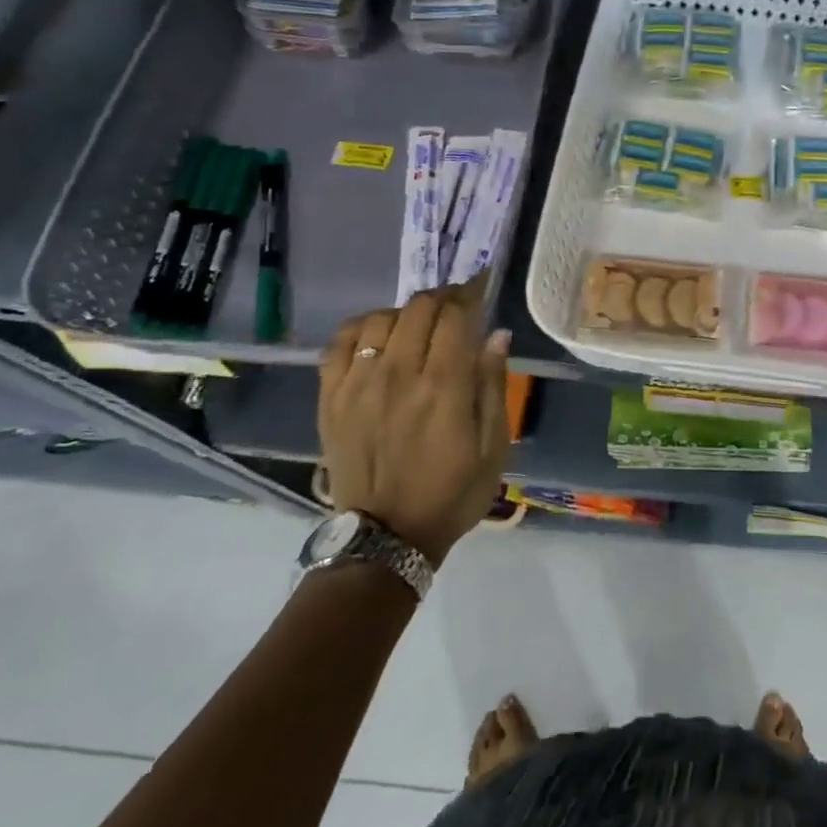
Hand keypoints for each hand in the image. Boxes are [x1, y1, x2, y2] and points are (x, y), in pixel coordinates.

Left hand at [317, 282, 511, 565]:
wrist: (386, 537)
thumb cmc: (453, 492)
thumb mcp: (493, 446)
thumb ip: (493, 385)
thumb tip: (496, 335)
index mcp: (444, 386)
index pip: (456, 316)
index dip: (471, 294)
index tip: (481, 288)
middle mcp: (399, 374)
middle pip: (419, 308)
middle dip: (442, 297)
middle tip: (456, 306)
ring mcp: (358, 384)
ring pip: (381, 318)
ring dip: (406, 312)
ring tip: (420, 324)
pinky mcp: (331, 398)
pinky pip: (339, 342)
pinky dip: (362, 327)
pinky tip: (378, 335)